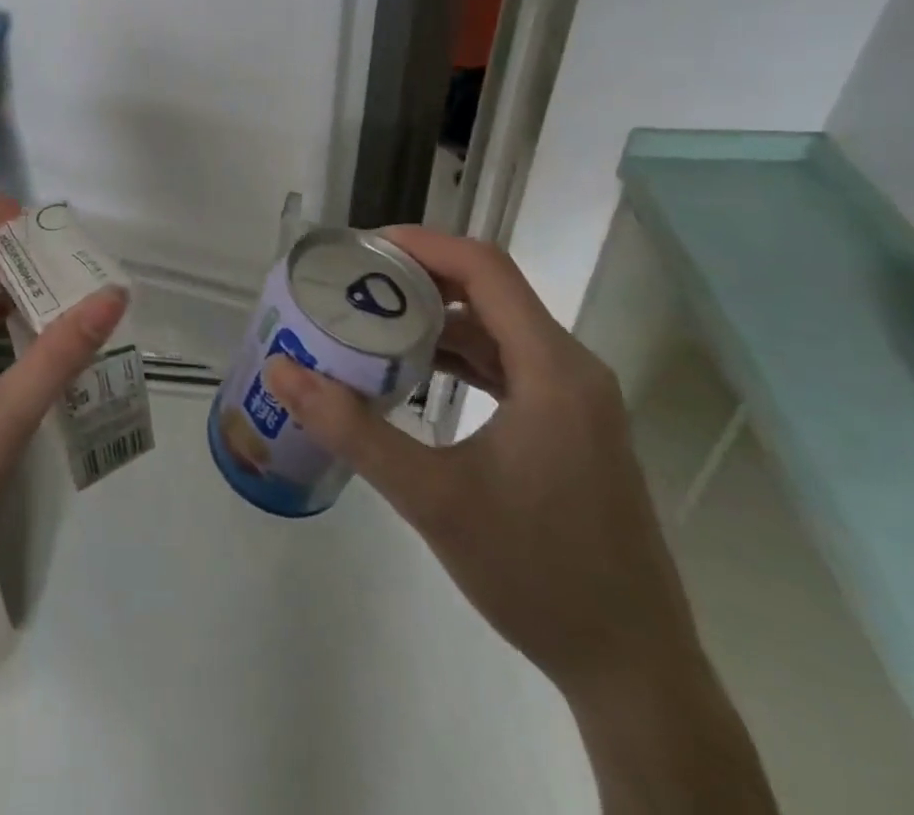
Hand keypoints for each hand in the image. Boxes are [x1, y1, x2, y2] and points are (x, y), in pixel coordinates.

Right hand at [262, 226, 699, 700]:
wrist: (632, 669)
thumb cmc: (537, 573)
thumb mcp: (431, 497)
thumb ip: (352, 429)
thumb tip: (281, 370)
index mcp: (552, 368)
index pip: (484, 268)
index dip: (421, 244)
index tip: (360, 249)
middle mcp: (571, 369)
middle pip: (489, 290)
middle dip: (417, 277)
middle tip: (351, 283)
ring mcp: (575, 400)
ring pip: (497, 327)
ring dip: (436, 317)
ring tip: (371, 320)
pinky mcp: (570, 427)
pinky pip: (507, 364)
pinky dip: (459, 354)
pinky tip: (416, 373)